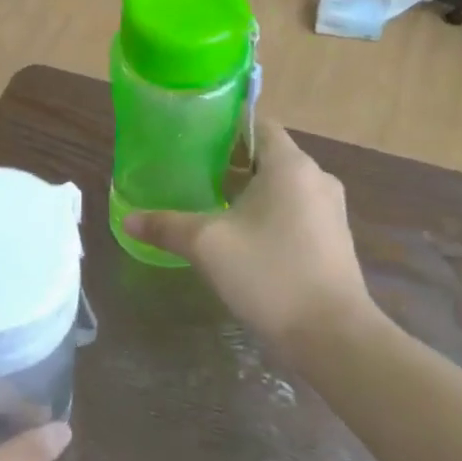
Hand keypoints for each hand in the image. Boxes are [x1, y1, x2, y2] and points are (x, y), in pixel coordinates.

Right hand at [124, 120, 374, 358]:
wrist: (332, 336)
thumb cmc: (269, 274)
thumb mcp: (207, 246)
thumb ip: (166, 226)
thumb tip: (128, 219)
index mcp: (291, 165)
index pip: (258, 123)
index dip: (225, 126)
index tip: (194, 137)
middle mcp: (316, 178)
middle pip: (268, 155)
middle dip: (231, 162)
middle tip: (192, 173)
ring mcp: (330, 211)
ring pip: (282, 186)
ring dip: (250, 191)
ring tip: (211, 205)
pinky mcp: (333, 240)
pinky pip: (295, 211)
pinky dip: (269, 215)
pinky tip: (243, 239)